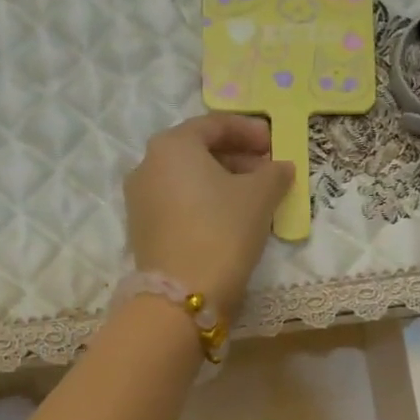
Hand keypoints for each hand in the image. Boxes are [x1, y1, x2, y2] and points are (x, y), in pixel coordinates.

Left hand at [124, 113, 293, 320]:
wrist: (183, 294)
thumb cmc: (223, 231)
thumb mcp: (259, 196)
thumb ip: (274, 173)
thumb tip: (279, 167)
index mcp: (172, 145)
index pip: (215, 124)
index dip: (250, 131)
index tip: (274, 144)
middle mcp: (147, 165)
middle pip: (197, 151)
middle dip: (235, 157)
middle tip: (266, 171)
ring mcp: (139, 199)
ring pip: (186, 179)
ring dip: (220, 182)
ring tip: (252, 197)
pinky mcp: (141, 229)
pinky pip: (177, 203)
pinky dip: (202, 202)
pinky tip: (227, 219)